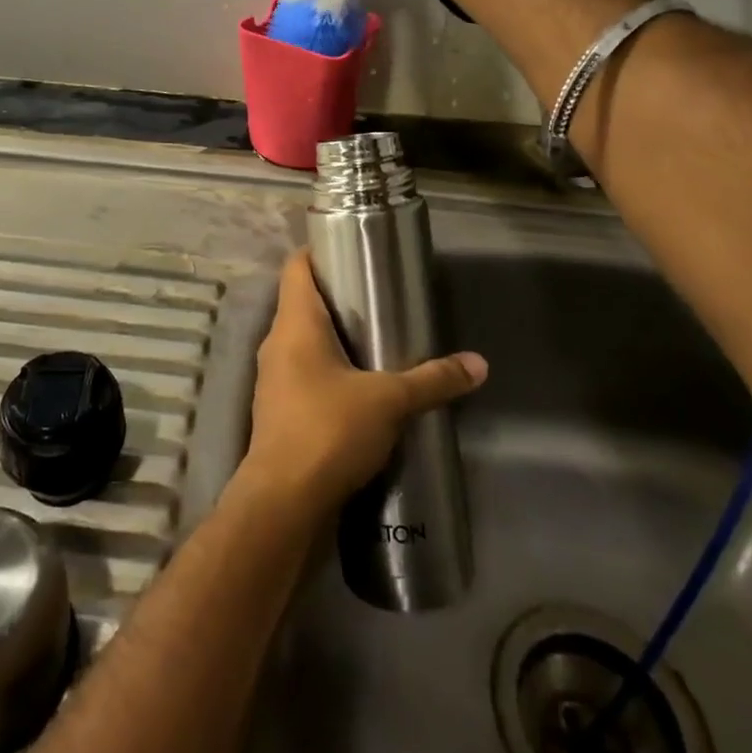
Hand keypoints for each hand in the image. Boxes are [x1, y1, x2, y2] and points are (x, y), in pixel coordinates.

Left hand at [239, 249, 487, 516]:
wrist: (282, 502)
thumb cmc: (328, 430)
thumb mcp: (389, 401)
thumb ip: (432, 380)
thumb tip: (479, 364)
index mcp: (295, 323)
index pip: (296, 266)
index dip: (319, 252)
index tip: (351, 251)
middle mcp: (276, 342)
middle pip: (301, 301)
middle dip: (336, 297)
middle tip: (377, 297)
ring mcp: (272, 378)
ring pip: (301, 340)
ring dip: (331, 337)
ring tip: (372, 340)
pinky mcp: (276, 410)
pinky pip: (301, 373)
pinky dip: (325, 370)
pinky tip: (356, 387)